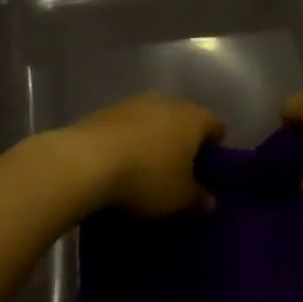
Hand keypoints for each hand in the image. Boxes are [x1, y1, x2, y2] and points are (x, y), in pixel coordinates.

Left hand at [69, 93, 223, 216]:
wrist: (85, 162)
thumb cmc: (147, 177)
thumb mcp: (179, 198)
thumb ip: (198, 197)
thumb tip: (209, 199)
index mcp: (194, 118)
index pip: (217, 126)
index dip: (216, 148)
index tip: (209, 170)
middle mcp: (168, 102)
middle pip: (185, 119)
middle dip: (184, 141)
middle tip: (180, 170)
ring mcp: (135, 102)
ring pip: (155, 120)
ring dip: (155, 138)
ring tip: (147, 167)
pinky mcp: (106, 110)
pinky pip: (128, 126)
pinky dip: (130, 140)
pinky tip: (121, 162)